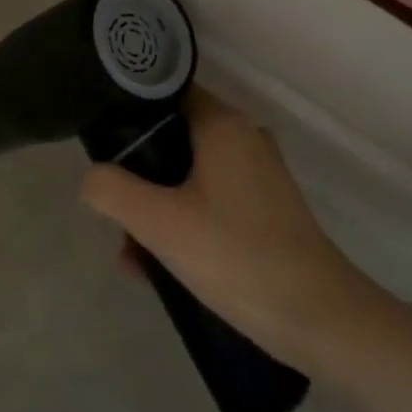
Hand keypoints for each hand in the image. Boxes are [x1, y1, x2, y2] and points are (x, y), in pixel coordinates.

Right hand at [81, 90, 375, 373]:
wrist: (320, 319)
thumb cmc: (236, 256)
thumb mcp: (160, 223)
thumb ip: (113, 192)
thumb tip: (91, 178)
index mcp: (223, 125)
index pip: (166, 92)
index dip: (129, 110)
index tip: (101, 140)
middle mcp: (243, 137)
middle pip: (174, 137)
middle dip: (138, 173)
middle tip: (114, 209)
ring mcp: (259, 174)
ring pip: (190, 174)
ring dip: (157, 205)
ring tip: (131, 252)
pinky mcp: (266, 208)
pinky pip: (211, 199)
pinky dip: (184, 220)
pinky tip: (160, 266)